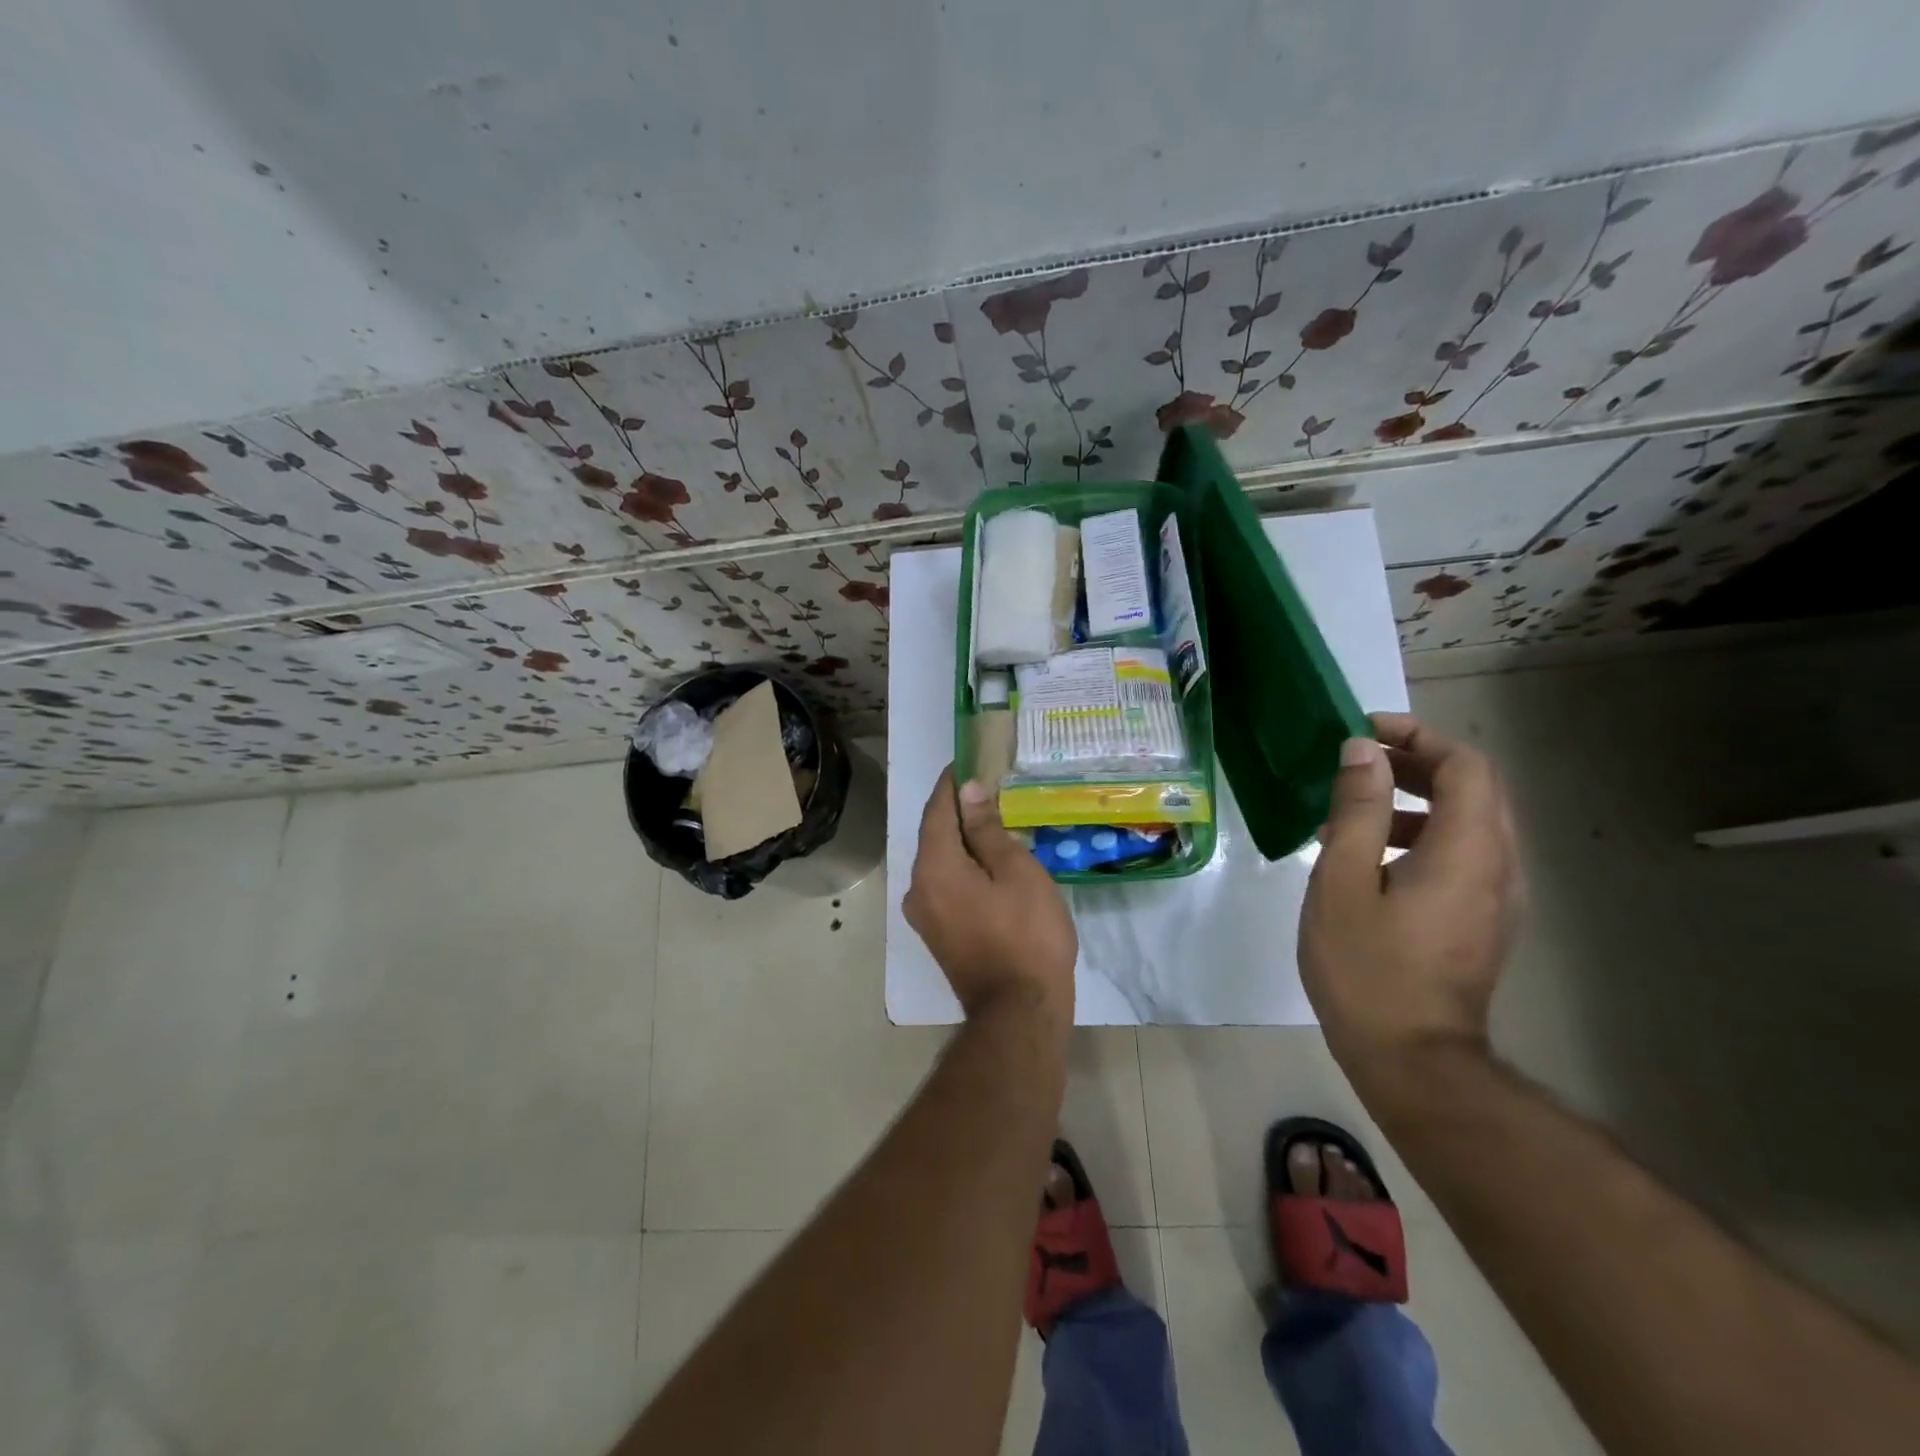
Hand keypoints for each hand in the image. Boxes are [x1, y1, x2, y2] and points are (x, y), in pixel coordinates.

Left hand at [905, 768, 1076, 1024]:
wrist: (1019, 1013)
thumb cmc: (1026, 935)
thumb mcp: (1016, 872)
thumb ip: (987, 829)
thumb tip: (969, 791)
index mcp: (933, 867)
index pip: (937, 810)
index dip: (952, 783)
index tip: (969, 761)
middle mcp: (918, 888)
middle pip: (935, 836)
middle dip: (959, 810)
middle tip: (990, 788)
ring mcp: (925, 916)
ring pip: (941, 863)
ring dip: (963, 841)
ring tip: (995, 822)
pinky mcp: (938, 935)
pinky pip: (946, 886)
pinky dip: (963, 868)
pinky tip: (989, 864)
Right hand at [1300, 713, 1519, 1076]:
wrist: (1412, 1061)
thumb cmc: (1368, 968)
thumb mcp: (1343, 881)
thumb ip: (1356, 810)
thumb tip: (1361, 751)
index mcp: (1468, 851)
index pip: (1466, 766)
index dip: (1418, 737)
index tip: (1366, 732)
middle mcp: (1498, 866)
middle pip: (1474, 790)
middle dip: (1416, 763)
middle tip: (1356, 762)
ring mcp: (1495, 898)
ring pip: (1469, 823)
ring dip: (1416, 800)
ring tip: (1351, 813)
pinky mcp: (1481, 921)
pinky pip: (1463, 855)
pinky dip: (1421, 835)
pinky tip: (1368, 859)